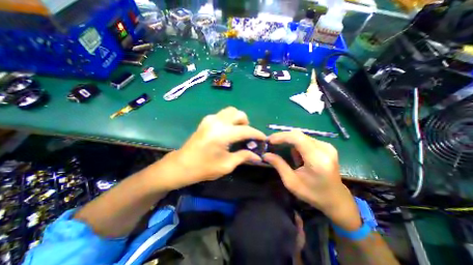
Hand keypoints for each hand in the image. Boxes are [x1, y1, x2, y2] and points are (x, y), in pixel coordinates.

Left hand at [155, 107, 264, 191]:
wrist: (181, 165)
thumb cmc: (204, 168)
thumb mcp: (227, 165)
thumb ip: (244, 156)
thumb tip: (258, 156)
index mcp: (223, 133)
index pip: (246, 130)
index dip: (257, 134)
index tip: (264, 138)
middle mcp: (217, 121)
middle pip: (238, 113)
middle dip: (246, 123)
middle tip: (247, 136)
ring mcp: (210, 119)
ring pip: (230, 111)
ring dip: (238, 120)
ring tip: (238, 132)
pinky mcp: (206, 120)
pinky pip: (223, 115)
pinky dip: (230, 120)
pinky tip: (228, 131)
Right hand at [265, 131, 360, 229]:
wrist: (336, 199)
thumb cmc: (313, 194)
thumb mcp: (291, 182)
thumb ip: (279, 165)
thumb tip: (265, 154)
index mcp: (317, 159)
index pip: (297, 138)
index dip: (281, 136)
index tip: (269, 140)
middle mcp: (324, 149)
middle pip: (298, 134)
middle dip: (282, 137)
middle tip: (271, 142)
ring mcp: (327, 146)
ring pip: (301, 136)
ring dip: (289, 141)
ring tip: (281, 150)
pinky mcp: (327, 147)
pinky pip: (306, 139)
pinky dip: (296, 144)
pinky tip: (295, 155)